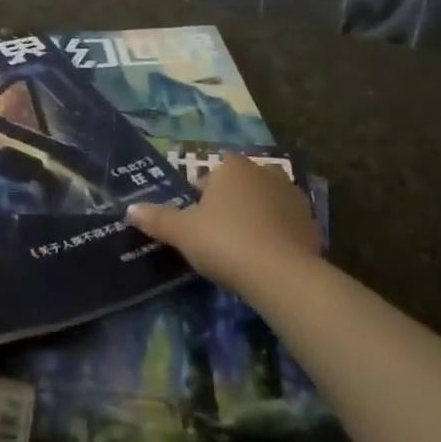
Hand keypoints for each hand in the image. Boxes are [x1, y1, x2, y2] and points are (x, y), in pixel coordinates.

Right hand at [126, 152, 319, 295]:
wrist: (282, 275)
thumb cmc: (225, 242)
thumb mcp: (183, 232)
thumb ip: (157, 219)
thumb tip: (129, 210)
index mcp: (232, 166)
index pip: (212, 173)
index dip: (202, 197)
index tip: (197, 223)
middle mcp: (264, 171)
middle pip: (240, 185)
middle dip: (230, 205)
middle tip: (218, 237)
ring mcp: (292, 195)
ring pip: (265, 203)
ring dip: (256, 218)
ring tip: (243, 251)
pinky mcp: (311, 222)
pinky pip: (286, 224)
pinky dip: (277, 236)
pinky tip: (267, 260)